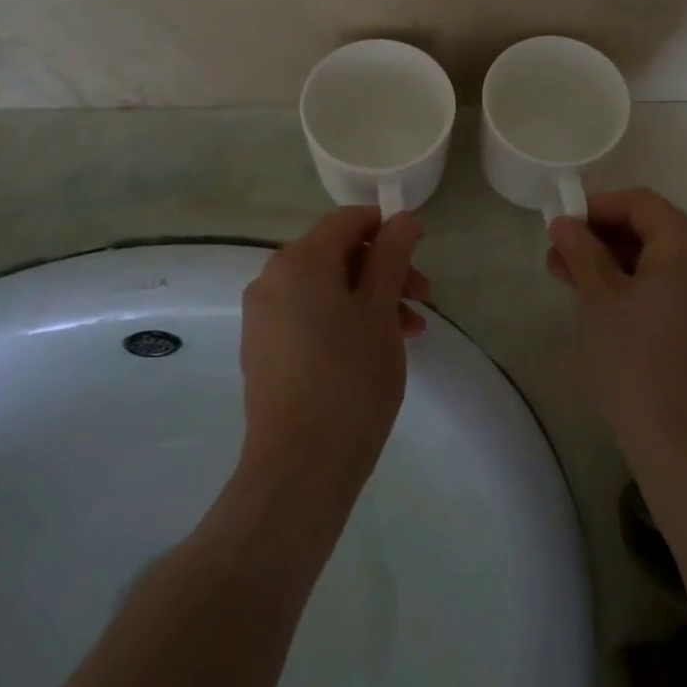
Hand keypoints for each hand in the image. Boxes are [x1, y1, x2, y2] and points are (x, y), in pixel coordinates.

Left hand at [240, 209, 426, 480]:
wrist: (301, 467)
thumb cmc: (350, 379)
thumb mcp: (381, 310)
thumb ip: (392, 256)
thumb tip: (401, 219)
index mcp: (299, 261)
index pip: (347, 220)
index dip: (387, 228)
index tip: (420, 253)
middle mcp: (271, 279)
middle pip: (337, 253)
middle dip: (384, 269)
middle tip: (423, 298)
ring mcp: (263, 316)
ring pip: (326, 287)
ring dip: (370, 297)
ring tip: (409, 331)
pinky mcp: (264, 348)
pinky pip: (309, 314)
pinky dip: (344, 318)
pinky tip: (374, 348)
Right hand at [547, 189, 686, 462]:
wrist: (684, 441)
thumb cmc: (635, 360)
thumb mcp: (599, 298)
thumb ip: (582, 251)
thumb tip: (564, 221)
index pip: (641, 204)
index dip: (598, 207)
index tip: (561, 224)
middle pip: (654, 227)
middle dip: (603, 237)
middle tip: (559, 254)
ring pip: (662, 256)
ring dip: (617, 260)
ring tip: (570, 276)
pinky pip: (676, 281)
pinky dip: (640, 281)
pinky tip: (603, 297)